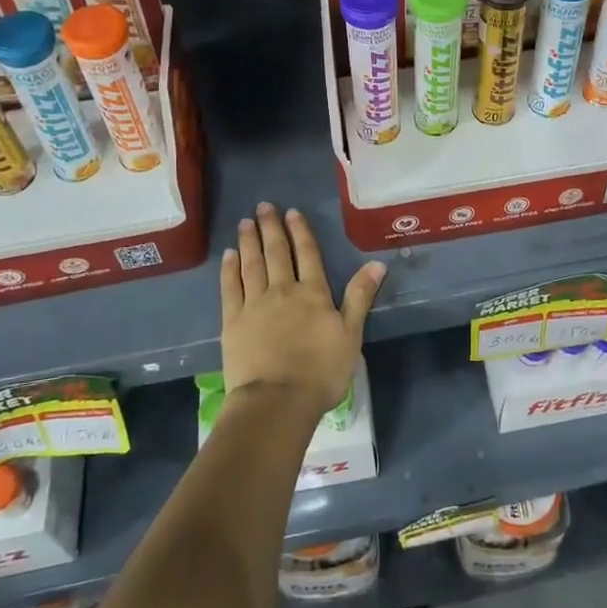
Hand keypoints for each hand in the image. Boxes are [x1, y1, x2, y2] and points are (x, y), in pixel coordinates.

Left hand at [219, 202, 386, 417]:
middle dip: (271, 227)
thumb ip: (360, 297)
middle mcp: (282, 290)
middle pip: (276, 252)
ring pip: (252, 264)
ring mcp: (254, 304)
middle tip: (263, 207)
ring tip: (245, 222)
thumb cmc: (321, 371)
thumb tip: (377, 263)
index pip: (307, 254)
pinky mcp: (232, 321)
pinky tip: (229, 255)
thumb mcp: (351, 335)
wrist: (277, 400)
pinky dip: (230, 269)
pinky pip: (230, 287)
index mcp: (313, 293)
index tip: (293, 212)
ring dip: (249, 241)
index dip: (300, 232)